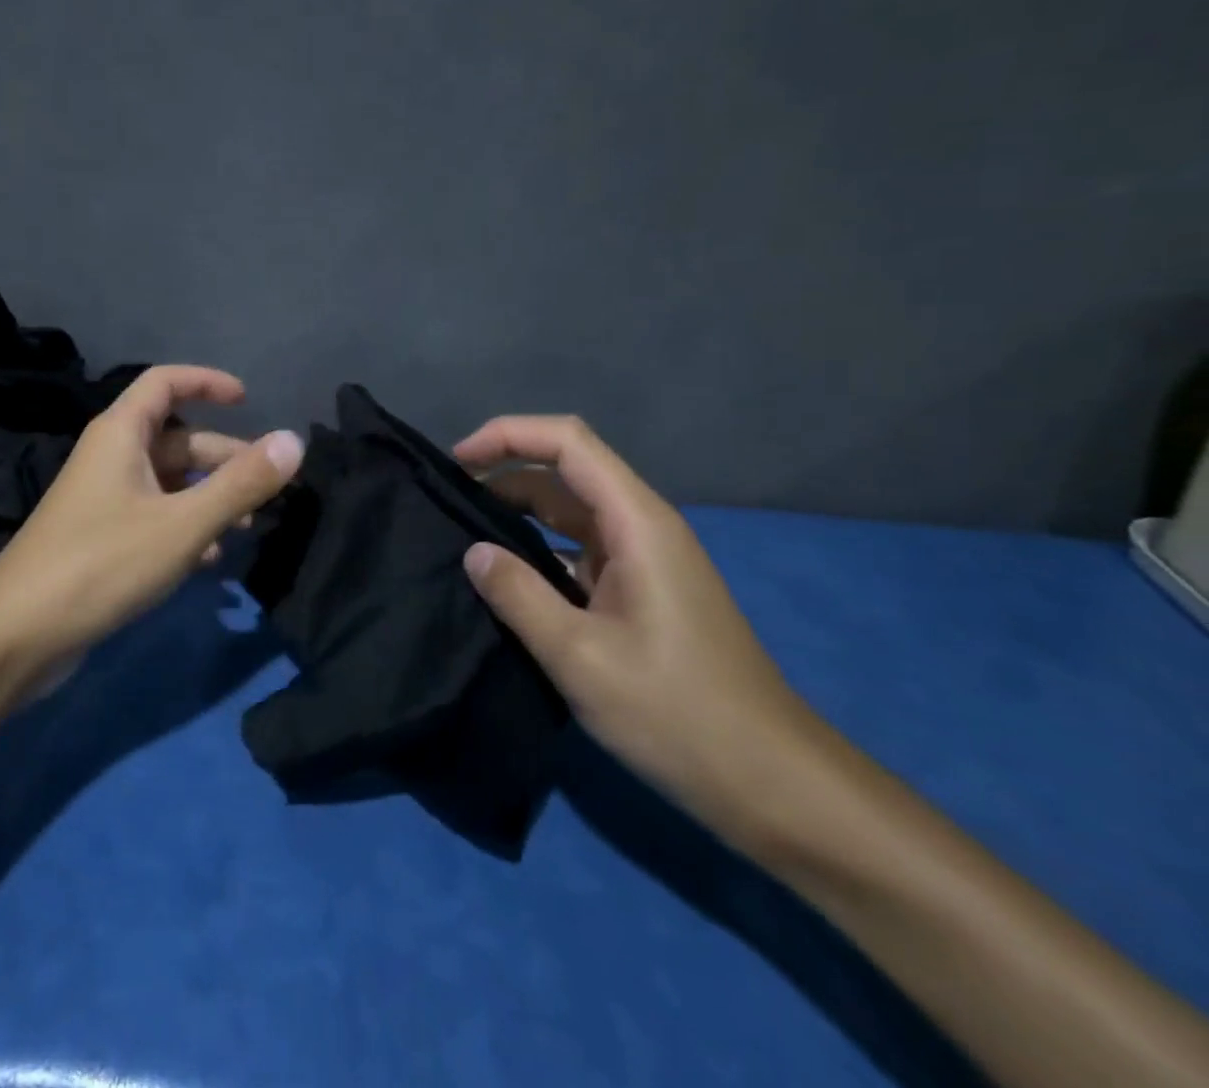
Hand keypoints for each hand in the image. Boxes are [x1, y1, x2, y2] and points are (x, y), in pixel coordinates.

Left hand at [0, 366, 303, 664]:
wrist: (17, 635)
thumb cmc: (101, 563)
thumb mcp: (182, 523)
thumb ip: (240, 483)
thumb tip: (294, 441)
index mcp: (120, 434)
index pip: (164, 382)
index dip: (207, 382)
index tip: (247, 401)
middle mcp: (110, 458)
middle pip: (176, 439)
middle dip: (223, 458)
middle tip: (267, 487)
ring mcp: (104, 500)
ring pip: (168, 483)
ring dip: (209, 497)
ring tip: (247, 527)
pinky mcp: (101, 539)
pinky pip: (154, 517)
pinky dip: (185, 527)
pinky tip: (209, 559)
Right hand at [453, 415, 816, 846]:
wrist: (769, 782)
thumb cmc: (676, 712)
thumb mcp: (580, 656)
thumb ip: (518, 595)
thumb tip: (473, 552)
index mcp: (636, 523)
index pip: (568, 442)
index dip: (508, 435)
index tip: (457, 461)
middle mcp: (642, 528)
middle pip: (565, 472)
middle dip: (504, 475)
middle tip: (447, 504)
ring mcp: (643, 561)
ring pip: (569, 513)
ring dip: (518, 515)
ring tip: (463, 537)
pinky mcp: (640, 592)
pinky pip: (578, 551)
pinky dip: (537, 552)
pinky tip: (506, 580)